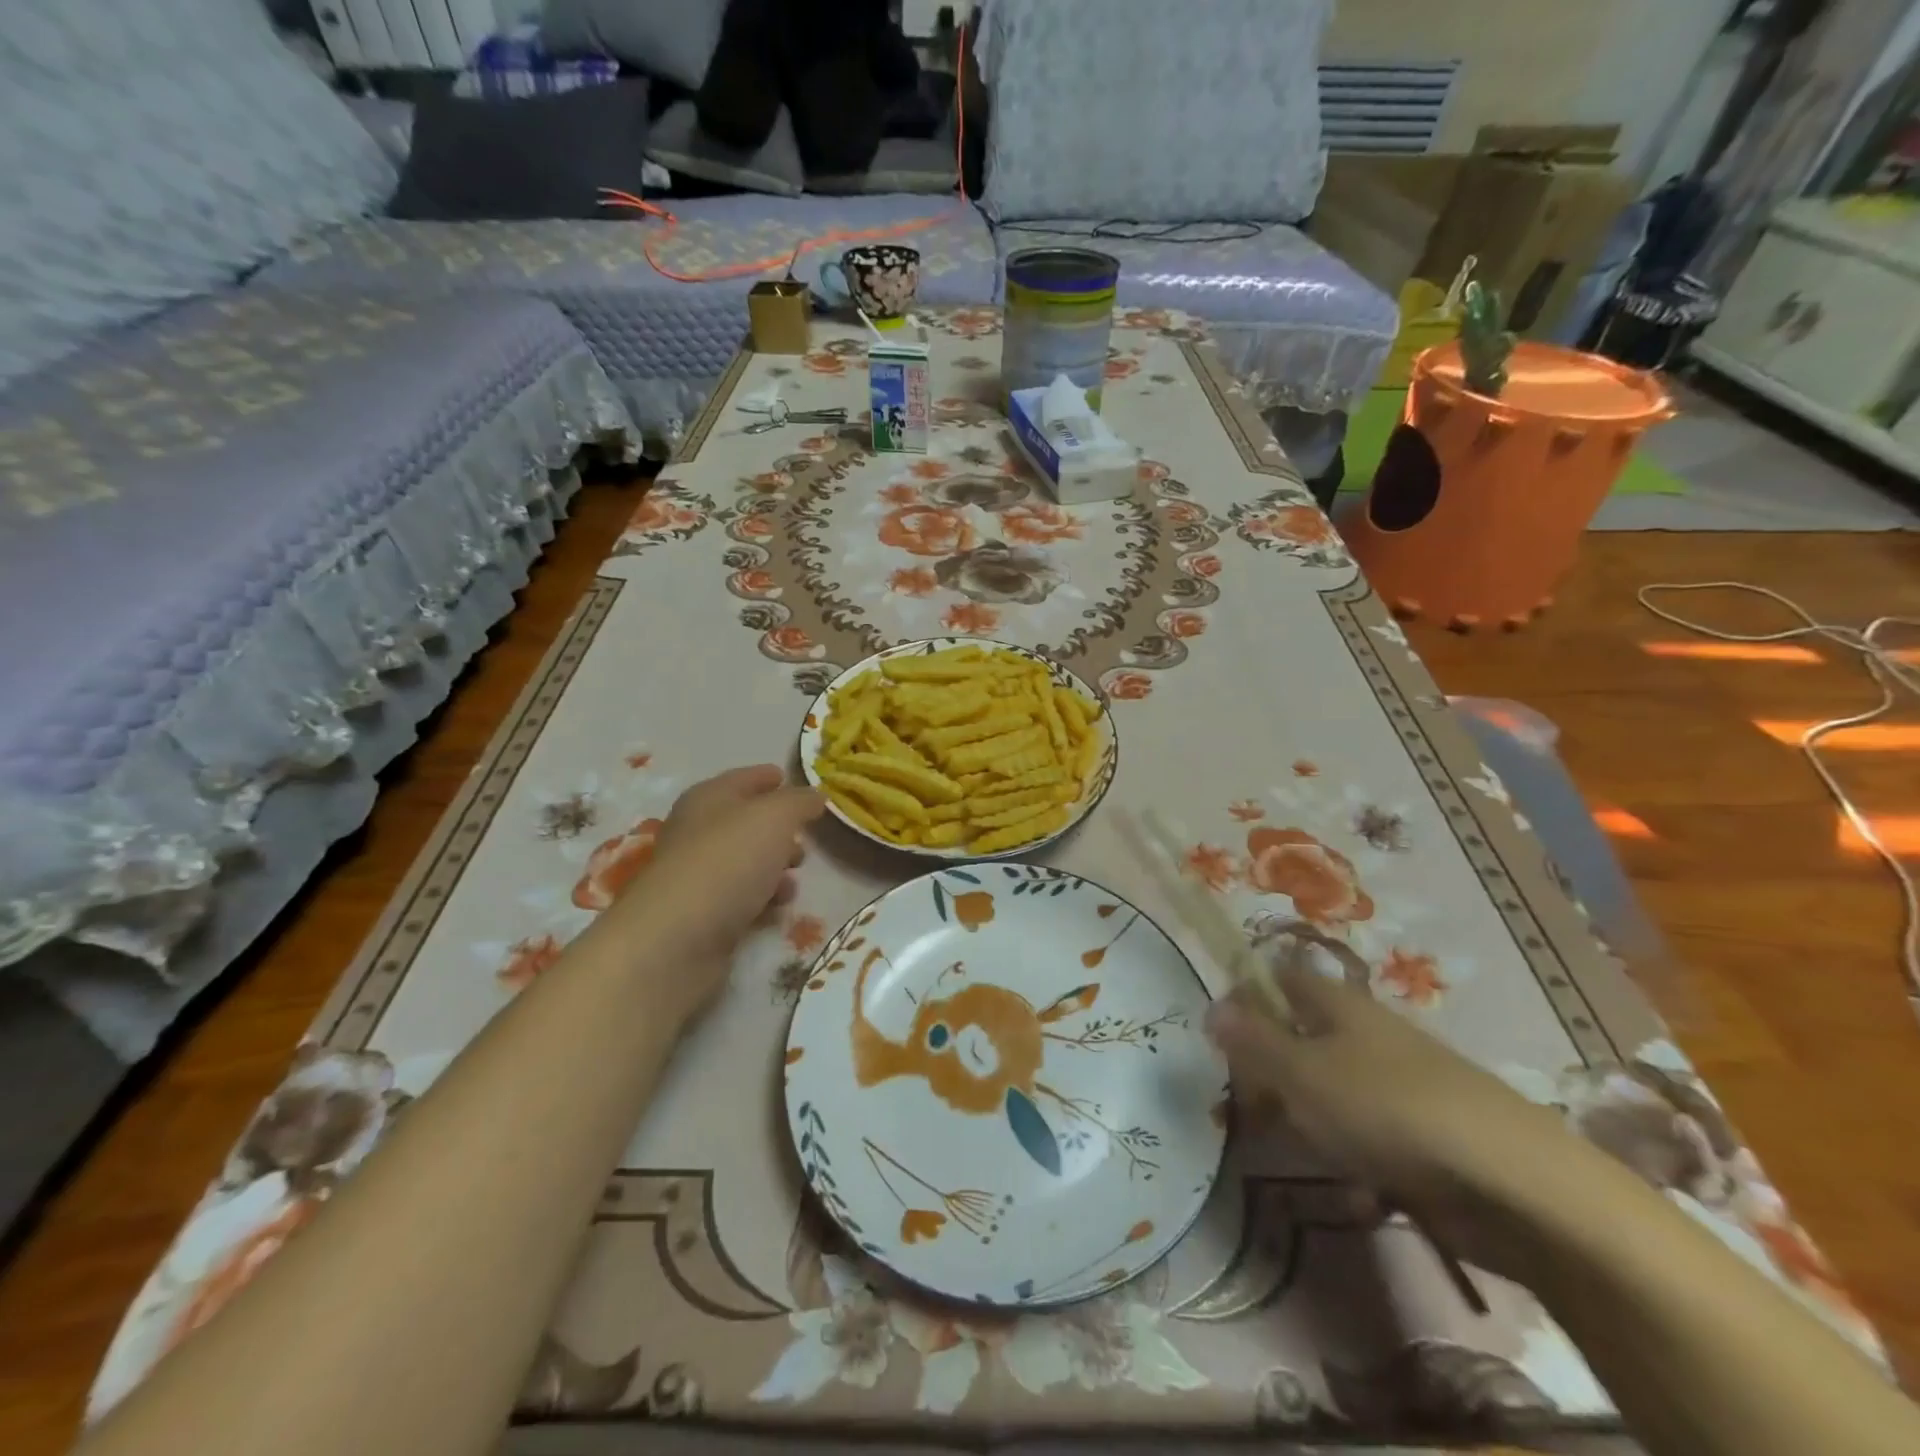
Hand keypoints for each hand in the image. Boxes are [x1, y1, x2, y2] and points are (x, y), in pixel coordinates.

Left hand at [593, 765, 822, 1011]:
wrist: (676, 939)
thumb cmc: (728, 862)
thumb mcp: (774, 817)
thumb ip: (799, 802)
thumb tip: (814, 795)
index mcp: (708, 798)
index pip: (742, 779)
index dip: (766, 777)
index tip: (789, 779)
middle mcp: (697, 832)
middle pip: (743, 821)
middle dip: (777, 826)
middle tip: (805, 834)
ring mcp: (696, 875)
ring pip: (744, 860)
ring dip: (773, 864)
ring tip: (798, 873)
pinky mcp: (701, 914)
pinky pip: (740, 895)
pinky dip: (762, 895)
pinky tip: (779, 904)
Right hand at [1207, 956, 1609, 1283]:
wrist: (1511, 1182)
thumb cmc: (1386, 1109)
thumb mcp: (1301, 1073)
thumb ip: (1253, 1040)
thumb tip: (1211, 1006)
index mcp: (1338, 1004)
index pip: (1281, 978)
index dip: (1248, 995)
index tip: (1219, 1033)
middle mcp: (1367, 1032)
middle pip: (1302, 1034)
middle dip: (1270, 1065)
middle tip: (1244, 1102)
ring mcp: (1399, 1081)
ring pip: (1331, 1084)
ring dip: (1304, 1112)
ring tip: (1287, 1145)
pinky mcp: (1424, 1131)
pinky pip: (1366, 1128)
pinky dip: (1347, 1148)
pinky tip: (1345, 1178)